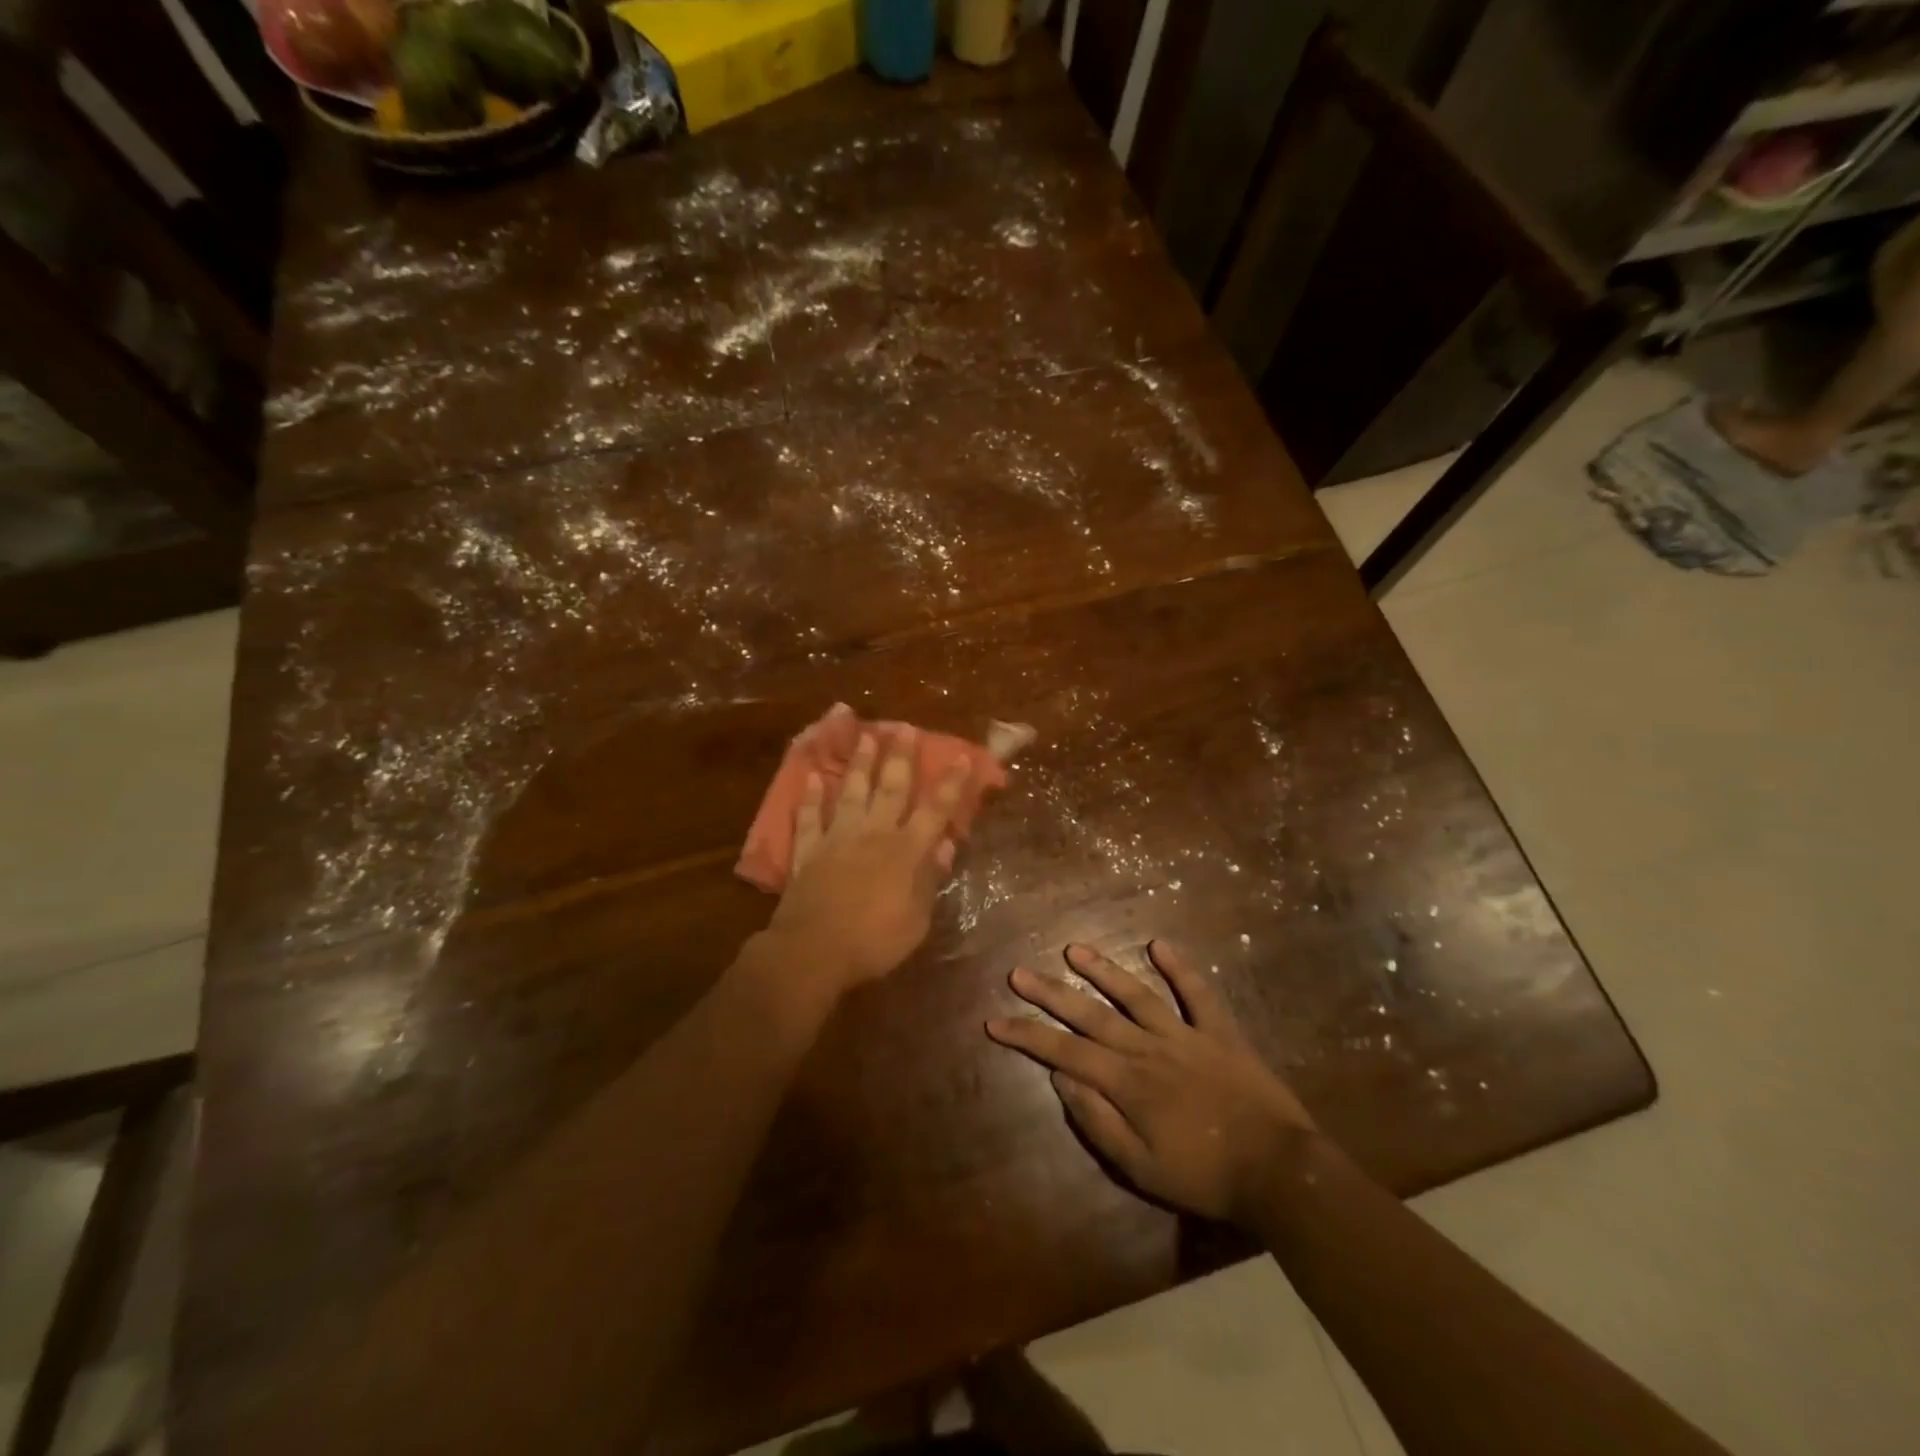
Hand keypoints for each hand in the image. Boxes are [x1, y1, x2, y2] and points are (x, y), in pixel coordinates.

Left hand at [766, 729, 970, 991]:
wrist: (814, 951)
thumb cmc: (874, 942)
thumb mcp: (917, 920)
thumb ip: (929, 879)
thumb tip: (945, 844)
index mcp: (906, 851)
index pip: (935, 810)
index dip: (950, 783)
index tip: (959, 756)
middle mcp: (873, 834)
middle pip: (891, 788)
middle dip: (900, 756)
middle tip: (904, 727)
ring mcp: (838, 838)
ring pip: (851, 792)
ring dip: (859, 763)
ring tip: (865, 735)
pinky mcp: (808, 850)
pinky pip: (810, 817)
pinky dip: (811, 797)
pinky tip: (812, 776)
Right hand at [986, 941, 1315, 1225]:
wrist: (1279, 1172)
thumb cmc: (1204, 1177)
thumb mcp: (1139, 1168)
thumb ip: (1096, 1121)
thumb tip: (1060, 1080)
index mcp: (1127, 1083)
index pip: (1064, 1053)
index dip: (1027, 1036)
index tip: (996, 1021)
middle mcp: (1148, 1048)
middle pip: (1091, 1015)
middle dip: (1051, 994)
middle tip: (1019, 973)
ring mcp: (1185, 1035)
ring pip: (1136, 994)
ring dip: (1104, 970)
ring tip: (1075, 949)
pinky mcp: (1220, 1032)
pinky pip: (1198, 994)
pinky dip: (1180, 968)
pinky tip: (1160, 944)